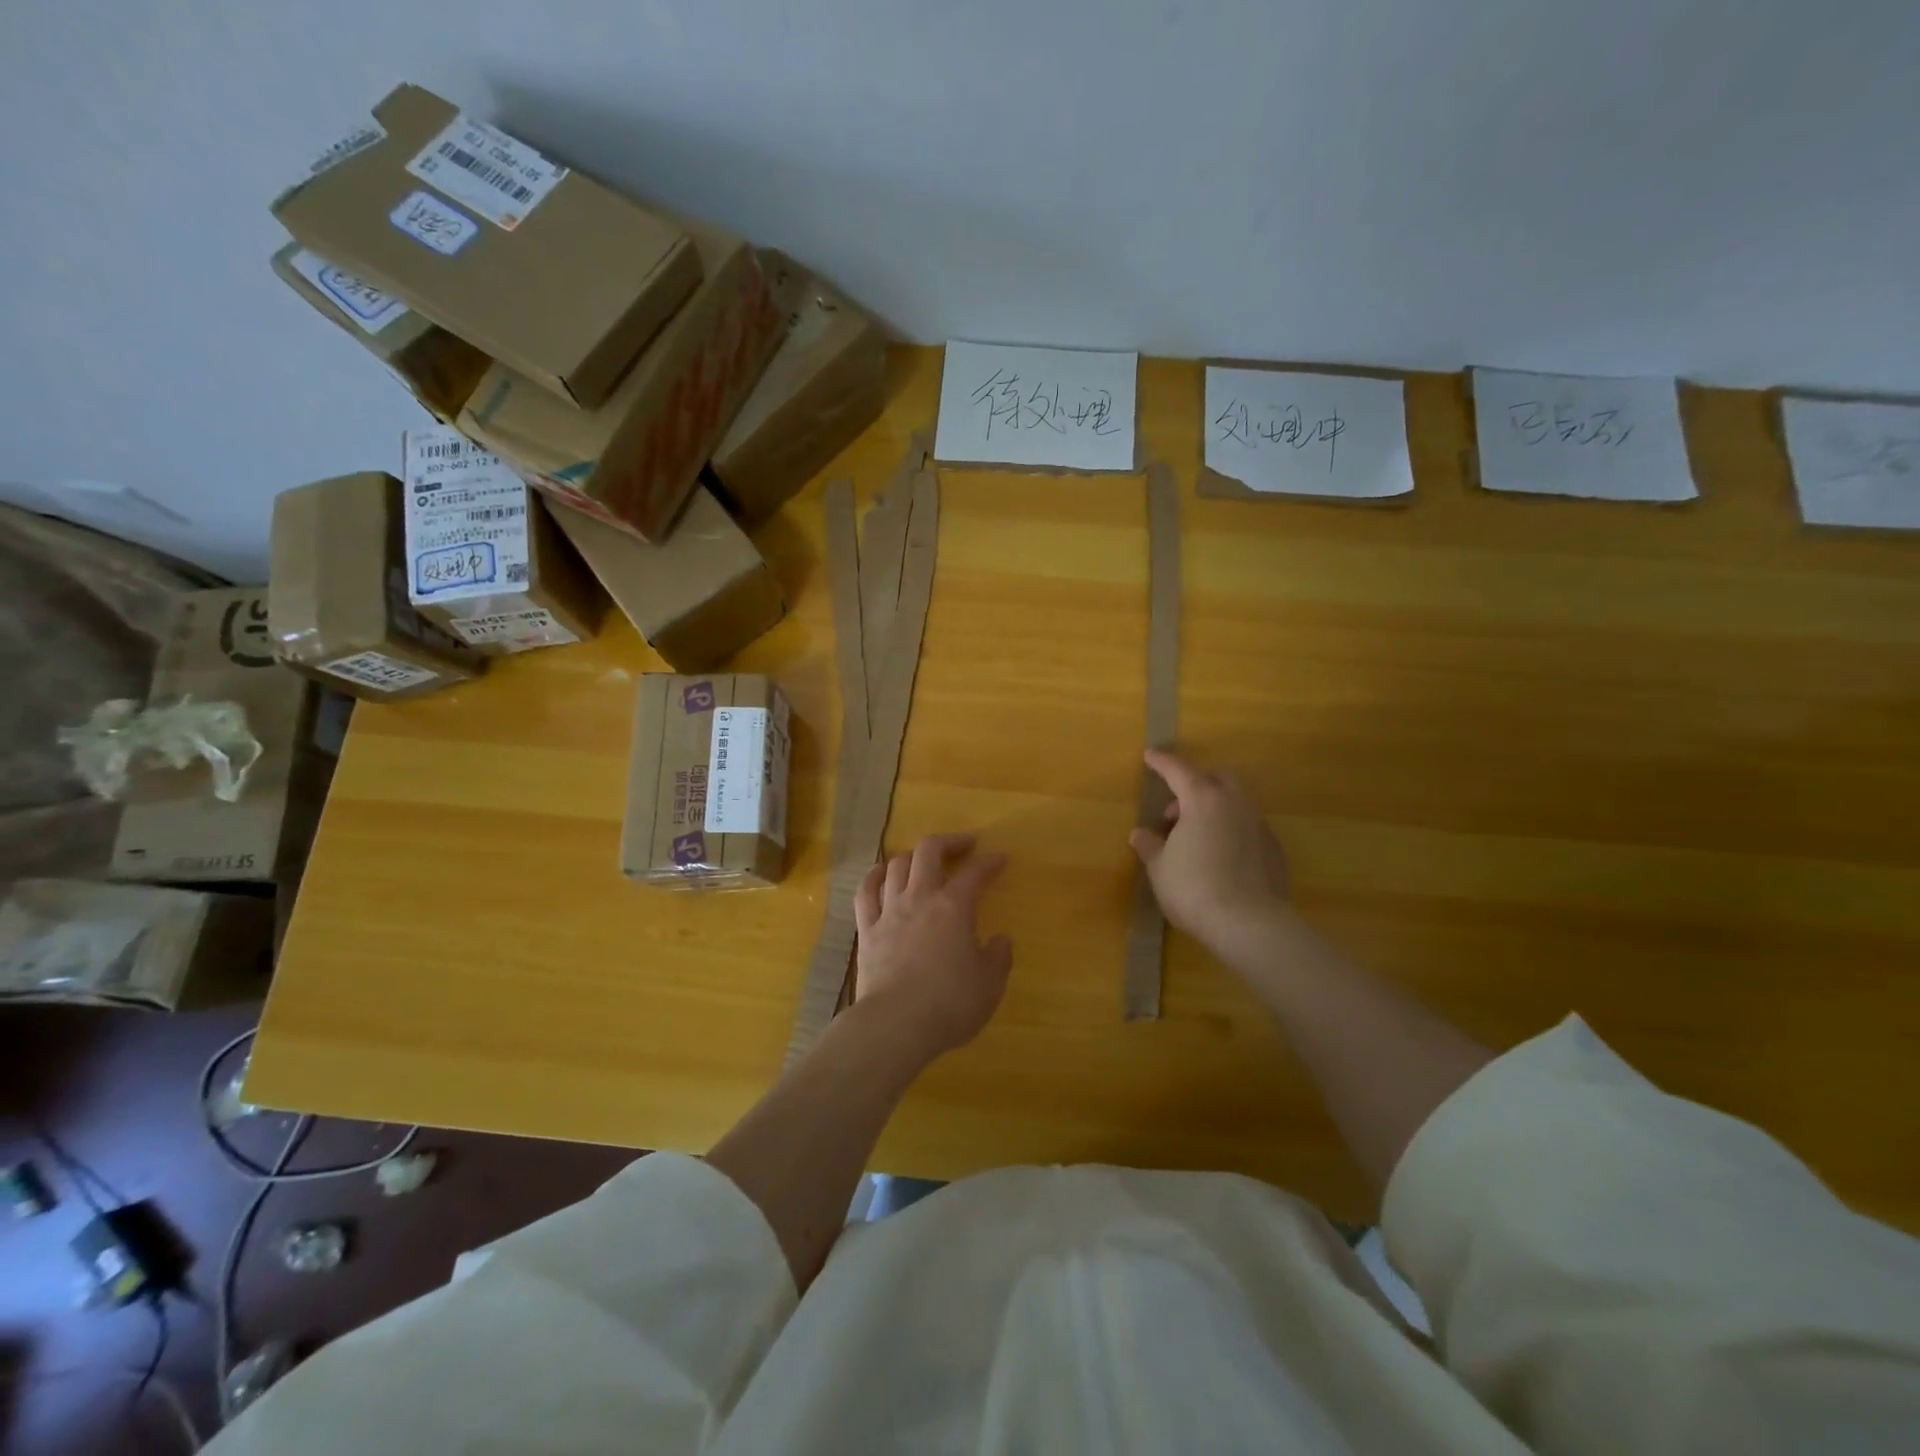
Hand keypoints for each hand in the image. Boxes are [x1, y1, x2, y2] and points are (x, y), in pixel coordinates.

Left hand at [854, 834, 1012, 1059]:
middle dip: (948, 842)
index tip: (1000, 859)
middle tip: (963, 845)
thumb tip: (1000, 940)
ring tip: (923, 860)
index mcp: (954, 907)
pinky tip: (881, 873)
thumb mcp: (989, 984)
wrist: (896, 1024)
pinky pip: (865, 892)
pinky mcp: (867, 930)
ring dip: (912, 856)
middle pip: (928, 852)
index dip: (989, 863)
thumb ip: (998, 958)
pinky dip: (874, 876)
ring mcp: (889, 912)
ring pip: (896, 866)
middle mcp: (920, 899)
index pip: (974, 874)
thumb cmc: (949, 1003)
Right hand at [1129, 750, 1292, 954]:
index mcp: (1203, 800)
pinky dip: (1232, 832)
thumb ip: (1150, 846)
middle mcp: (1235, 804)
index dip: (1162, 762)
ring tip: (1197, 838)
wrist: (1249, 924)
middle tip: (1176, 810)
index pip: (1179, 770)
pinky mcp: (1275, 849)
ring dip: (1215, 809)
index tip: (1150, 755)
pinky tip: (1221, 858)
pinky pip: (1249, 828)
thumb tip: (1141, 834)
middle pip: (1218, 778)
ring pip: (1237, 802)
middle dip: (1197, 784)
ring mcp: (1259, 825)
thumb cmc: (1193, 888)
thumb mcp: (1160, 868)